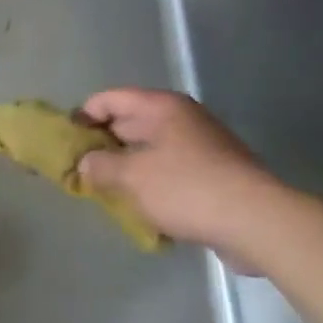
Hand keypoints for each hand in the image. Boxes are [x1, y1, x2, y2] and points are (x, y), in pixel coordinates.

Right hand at [76, 89, 283, 264]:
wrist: (257, 222)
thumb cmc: (186, 189)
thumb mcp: (130, 177)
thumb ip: (99, 166)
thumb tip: (85, 163)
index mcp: (161, 108)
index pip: (109, 99)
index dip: (83, 116)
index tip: (64, 142)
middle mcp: (182, 119)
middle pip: (129, 123)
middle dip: (101, 144)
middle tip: (77, 169)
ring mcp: (200, 146)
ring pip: (148, 150)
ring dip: (124, 167)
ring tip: (102, 190)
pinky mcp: (212, 174)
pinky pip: (168, 171)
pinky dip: (149, 183)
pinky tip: (136, 206)